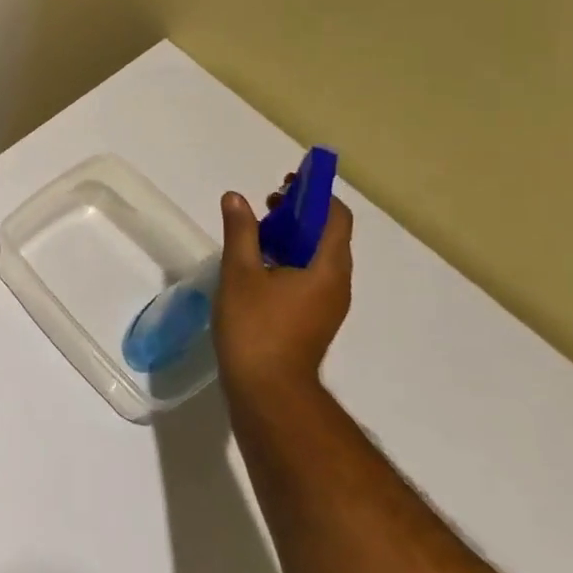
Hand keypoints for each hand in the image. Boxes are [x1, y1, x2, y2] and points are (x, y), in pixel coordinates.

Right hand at [214, 186, 353, 389]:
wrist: (268, 389)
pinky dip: (290, 260)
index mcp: (326, 267)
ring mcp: (328, 303)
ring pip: (317, 257)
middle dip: (300, 214)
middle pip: (329, 235)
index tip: (287, 183)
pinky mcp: (314, 319)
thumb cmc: (255, 326)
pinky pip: (310, 277)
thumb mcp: (240, 272)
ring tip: (257, 233)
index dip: (316, 194)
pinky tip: (259, 267)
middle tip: (267, 205)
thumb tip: (236, 197)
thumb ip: (241, 232)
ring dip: (293, 238)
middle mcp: (336, 282)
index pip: (336, 217)